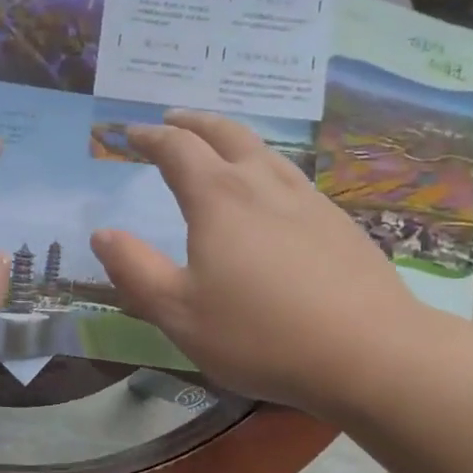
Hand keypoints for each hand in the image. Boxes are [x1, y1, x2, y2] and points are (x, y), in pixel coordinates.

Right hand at [90, 112, 428, 414]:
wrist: (370, 352)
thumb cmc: (261, 334)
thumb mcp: (179, 313)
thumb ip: (135, 271)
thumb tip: (102, 234)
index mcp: (219, 198)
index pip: (178, 149)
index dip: (151, 136)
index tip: (132, 133)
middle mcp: (263, 184)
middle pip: (225, 133)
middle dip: (194, 122)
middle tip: (173, 119)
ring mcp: (308, 199)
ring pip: (264, 150)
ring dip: (233, 138)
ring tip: (219, 146)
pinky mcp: (338, 222)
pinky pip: (291, 176)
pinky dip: (265, 166)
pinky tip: (270, 193)